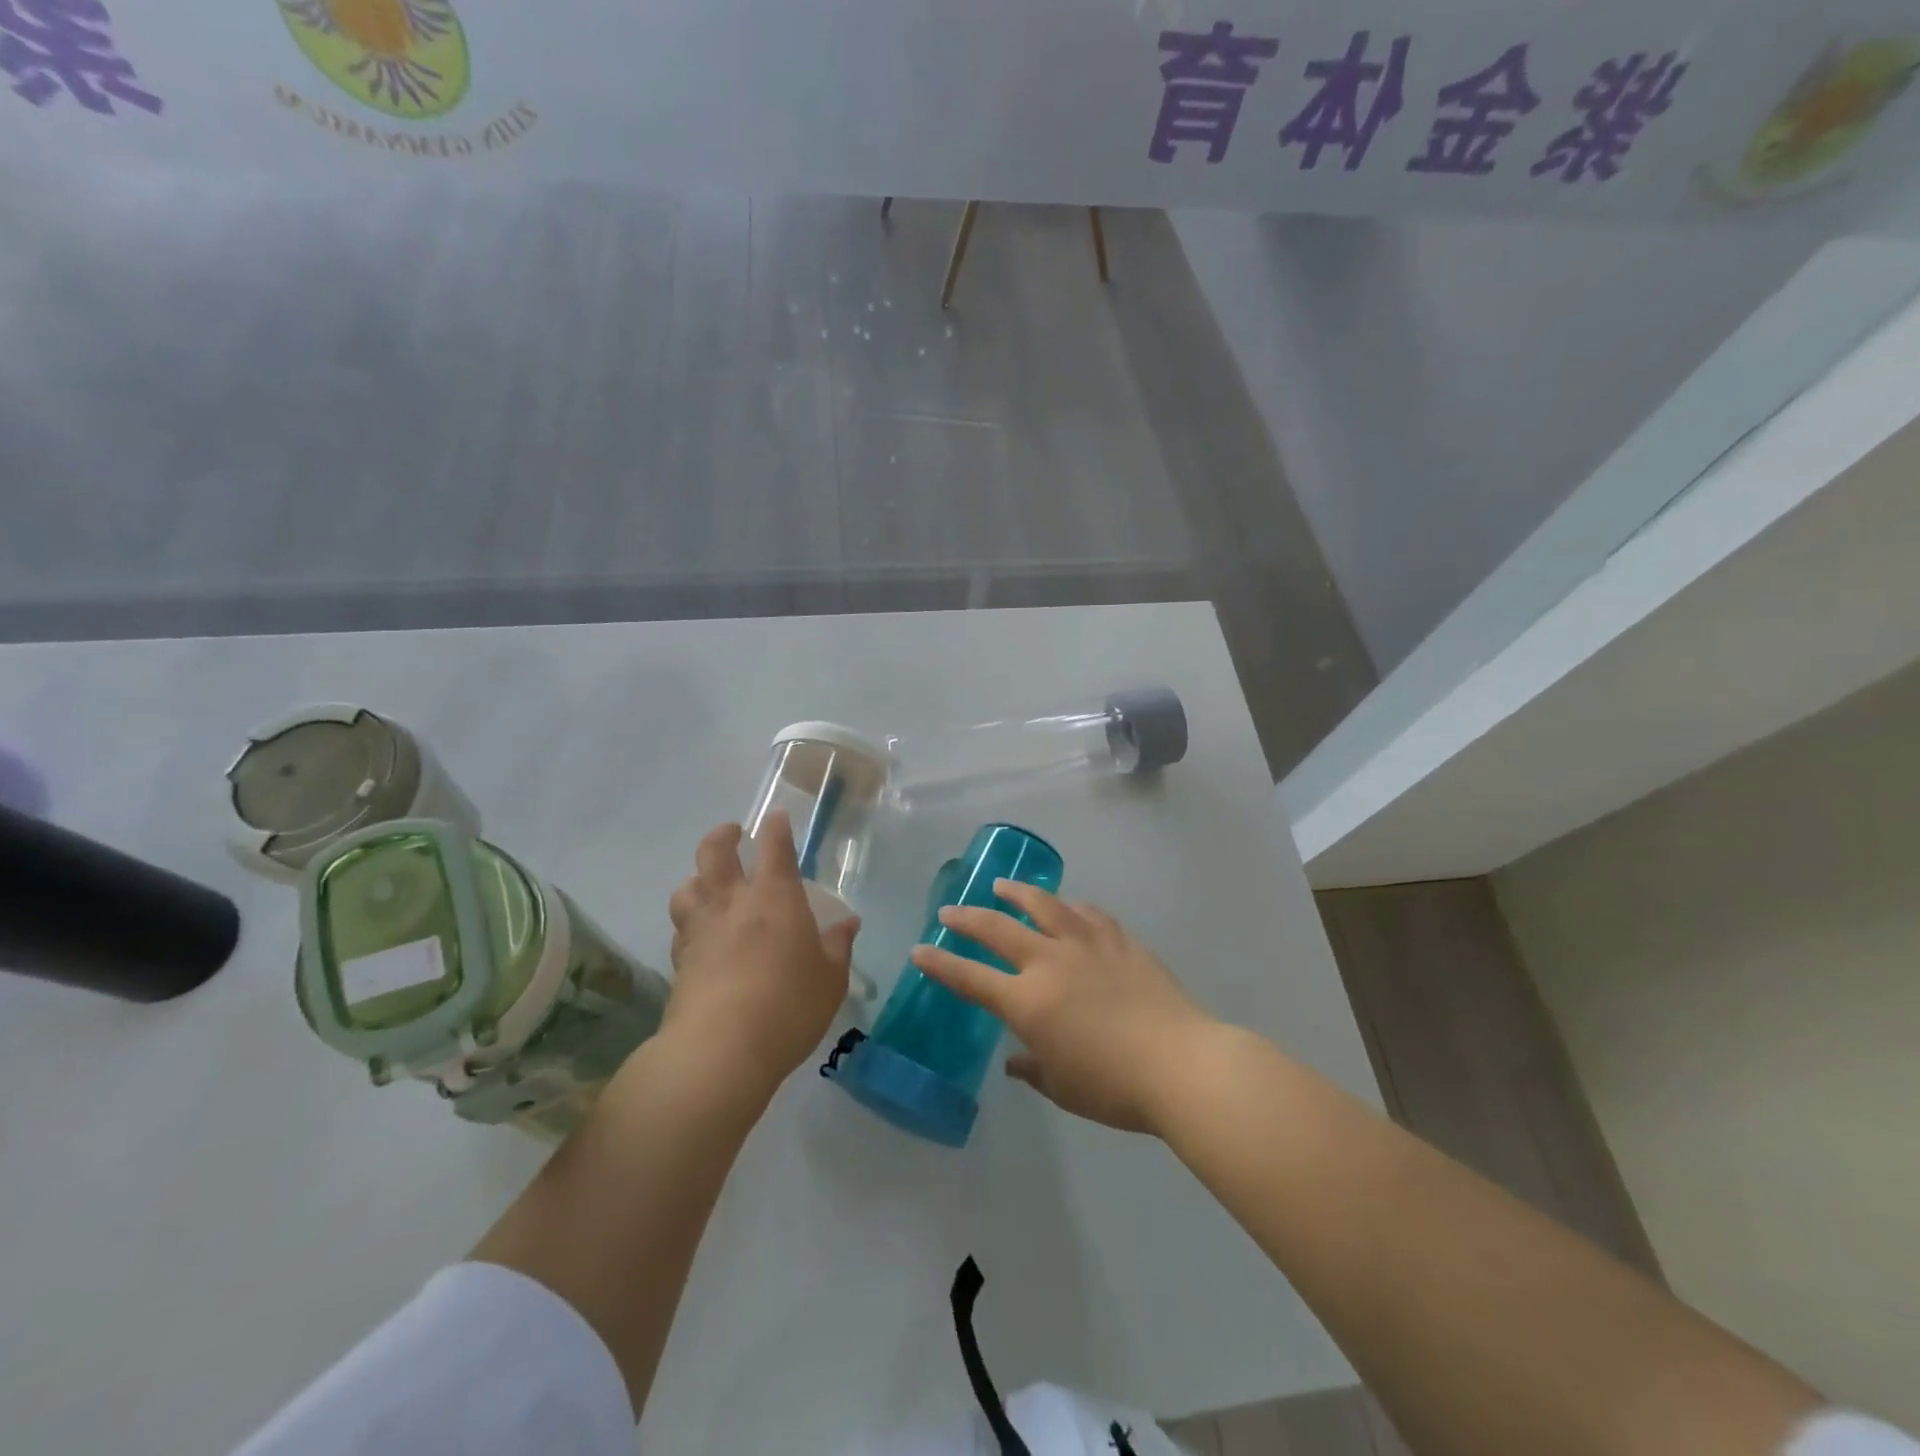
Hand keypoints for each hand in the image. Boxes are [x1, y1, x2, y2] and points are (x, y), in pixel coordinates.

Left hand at [664, 812, 858, 1097]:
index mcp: (775, 898)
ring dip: (697, 878)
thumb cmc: (789, 1005)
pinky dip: (690, 922)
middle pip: (714, 852)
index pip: (774, 846)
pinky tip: (700, 935)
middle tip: (732, 833)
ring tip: (708, 884)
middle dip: (723, 835)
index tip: (776, 816)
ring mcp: (700, 930)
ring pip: (687, 887)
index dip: (775, 826)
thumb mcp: (830, 978)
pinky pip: (681, 928)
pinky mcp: (680, 960)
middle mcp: (732, 903)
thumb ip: (838, 945)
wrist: (721, 1050)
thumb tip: (848, 923)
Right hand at [909, 882, 1214, 1134]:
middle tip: (950, 912)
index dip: (941, 964)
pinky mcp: (1119, 940)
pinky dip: (1071, 908)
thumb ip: (1032, 1069)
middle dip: (968, 919)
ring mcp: (1086, 945)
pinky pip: (1088, 914)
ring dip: (1016, 893)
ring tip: (1001, 885)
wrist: (1180, 1063)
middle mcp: (1050, 962)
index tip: (919, 950)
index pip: (971, 978)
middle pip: (998, 929)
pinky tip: (1069, 907)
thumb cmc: (1114, 1087)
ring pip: (1043, 905)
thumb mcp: (1063, 1087)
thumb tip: (1014, 1060)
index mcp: (1028, 1001)